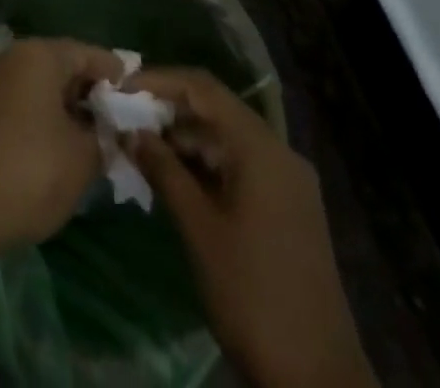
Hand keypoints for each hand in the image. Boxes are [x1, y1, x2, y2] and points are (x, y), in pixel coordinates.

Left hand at [0, 37, 122, 248]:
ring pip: (36, 88)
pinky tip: (54, 151)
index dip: (115, 75)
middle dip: (88, 94)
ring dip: (62, 109)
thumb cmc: (32, 169)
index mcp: (39, 55)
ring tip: (89, 140)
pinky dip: (39, 121)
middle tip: (115, 122)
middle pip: (59, 67)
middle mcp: (10, 57)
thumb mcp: (83, 158)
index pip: (87, 53)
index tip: (136, 96)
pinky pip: (17, 106)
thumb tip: (108, 132)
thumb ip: (103, 137)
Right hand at [128, 69, 376, 387]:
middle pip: (217, 111)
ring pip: (227, 140)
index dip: (159, 81)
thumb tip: (131, 132)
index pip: (204, 89)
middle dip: (169, 111)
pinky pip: (240, 166)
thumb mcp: (198, 228)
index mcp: (261, 148)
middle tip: (125, 120)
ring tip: (141, 150)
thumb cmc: (251, 293)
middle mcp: (279, 153)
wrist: (317, 379)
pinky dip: (206, 165)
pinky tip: (174, 179)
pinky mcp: (288, 209)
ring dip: (185, 141)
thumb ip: (163, 170)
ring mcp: (288, 182)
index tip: (121, 89)